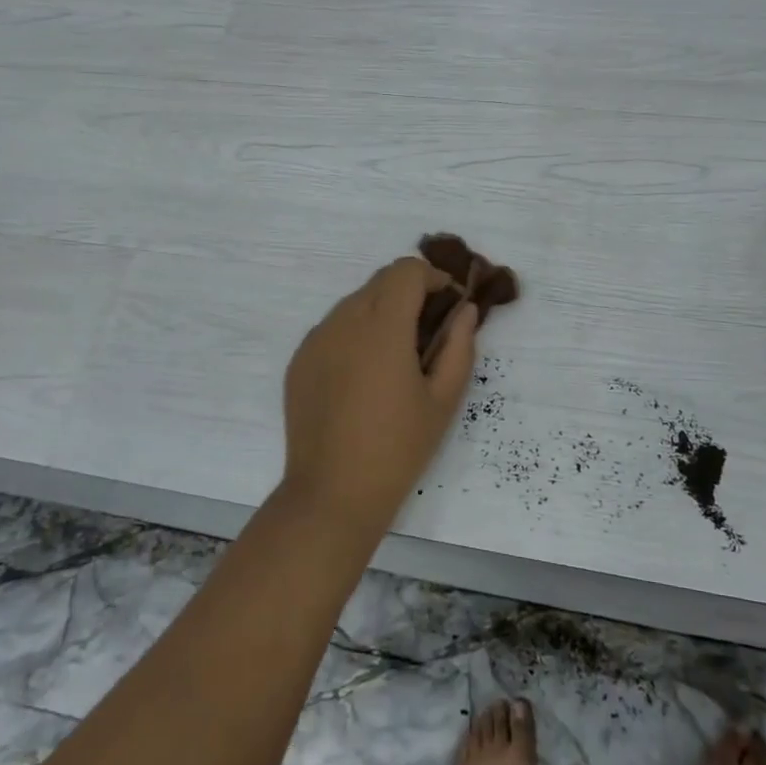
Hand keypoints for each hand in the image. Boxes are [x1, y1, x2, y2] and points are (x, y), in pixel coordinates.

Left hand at [282, 256, 477, 535]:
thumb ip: (460, 346)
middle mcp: (344, 321)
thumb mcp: (443, 400)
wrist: (332, 493)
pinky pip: (333, 327)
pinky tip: (365, 374)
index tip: (449, 303)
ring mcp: (316, 339)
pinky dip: (356, 332)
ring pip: (355, 301)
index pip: (406, 271)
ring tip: (397, 355)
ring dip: (382, 310)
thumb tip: (465, 310)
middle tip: (429, 329)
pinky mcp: (299, 360)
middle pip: (381, 280)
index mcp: (383, 327)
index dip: (433, 277)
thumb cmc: (398, 448)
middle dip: (410, 291)